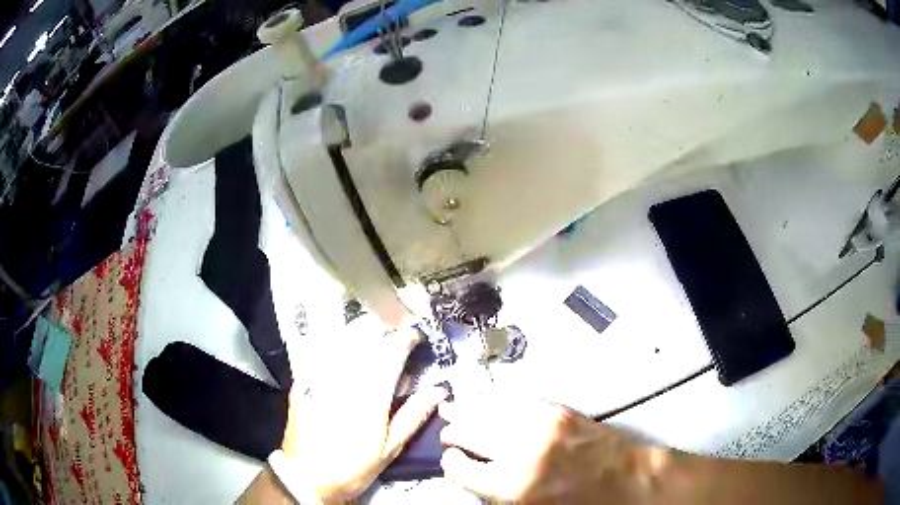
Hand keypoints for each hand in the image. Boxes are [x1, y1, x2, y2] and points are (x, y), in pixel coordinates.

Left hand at [281, 315, 447, 502]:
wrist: (306, 476)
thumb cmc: (353, 466)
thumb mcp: (390, 448)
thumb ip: (414, 415)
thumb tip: (439, 391)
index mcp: (371, 393)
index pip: (392, 350)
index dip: (407, 337)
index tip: (415, 336)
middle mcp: (345, 377)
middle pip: (366, 335)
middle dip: (384, 329)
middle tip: (393, 339)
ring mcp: (319, 375)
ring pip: (342, 337)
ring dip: (360, 332)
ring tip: (370, 339)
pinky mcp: (302, 379)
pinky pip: (317, 348)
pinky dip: (332, 341)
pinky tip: (339, 347)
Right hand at [439, 394, 659, 503]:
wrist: (626, 480)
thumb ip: (496, 495)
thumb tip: (473, 476)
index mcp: (513, 487)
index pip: (461, 469)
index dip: (451, 464)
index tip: (450, 460)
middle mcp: (521, 452)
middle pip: (471, 434)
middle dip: (454, 433)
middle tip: (447, 433)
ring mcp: (541, 426)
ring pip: (490, 411)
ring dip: (468, 410)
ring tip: (451, 407)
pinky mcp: (558, 411)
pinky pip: (517, 401)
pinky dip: (496, 400)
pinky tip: (485, 400)